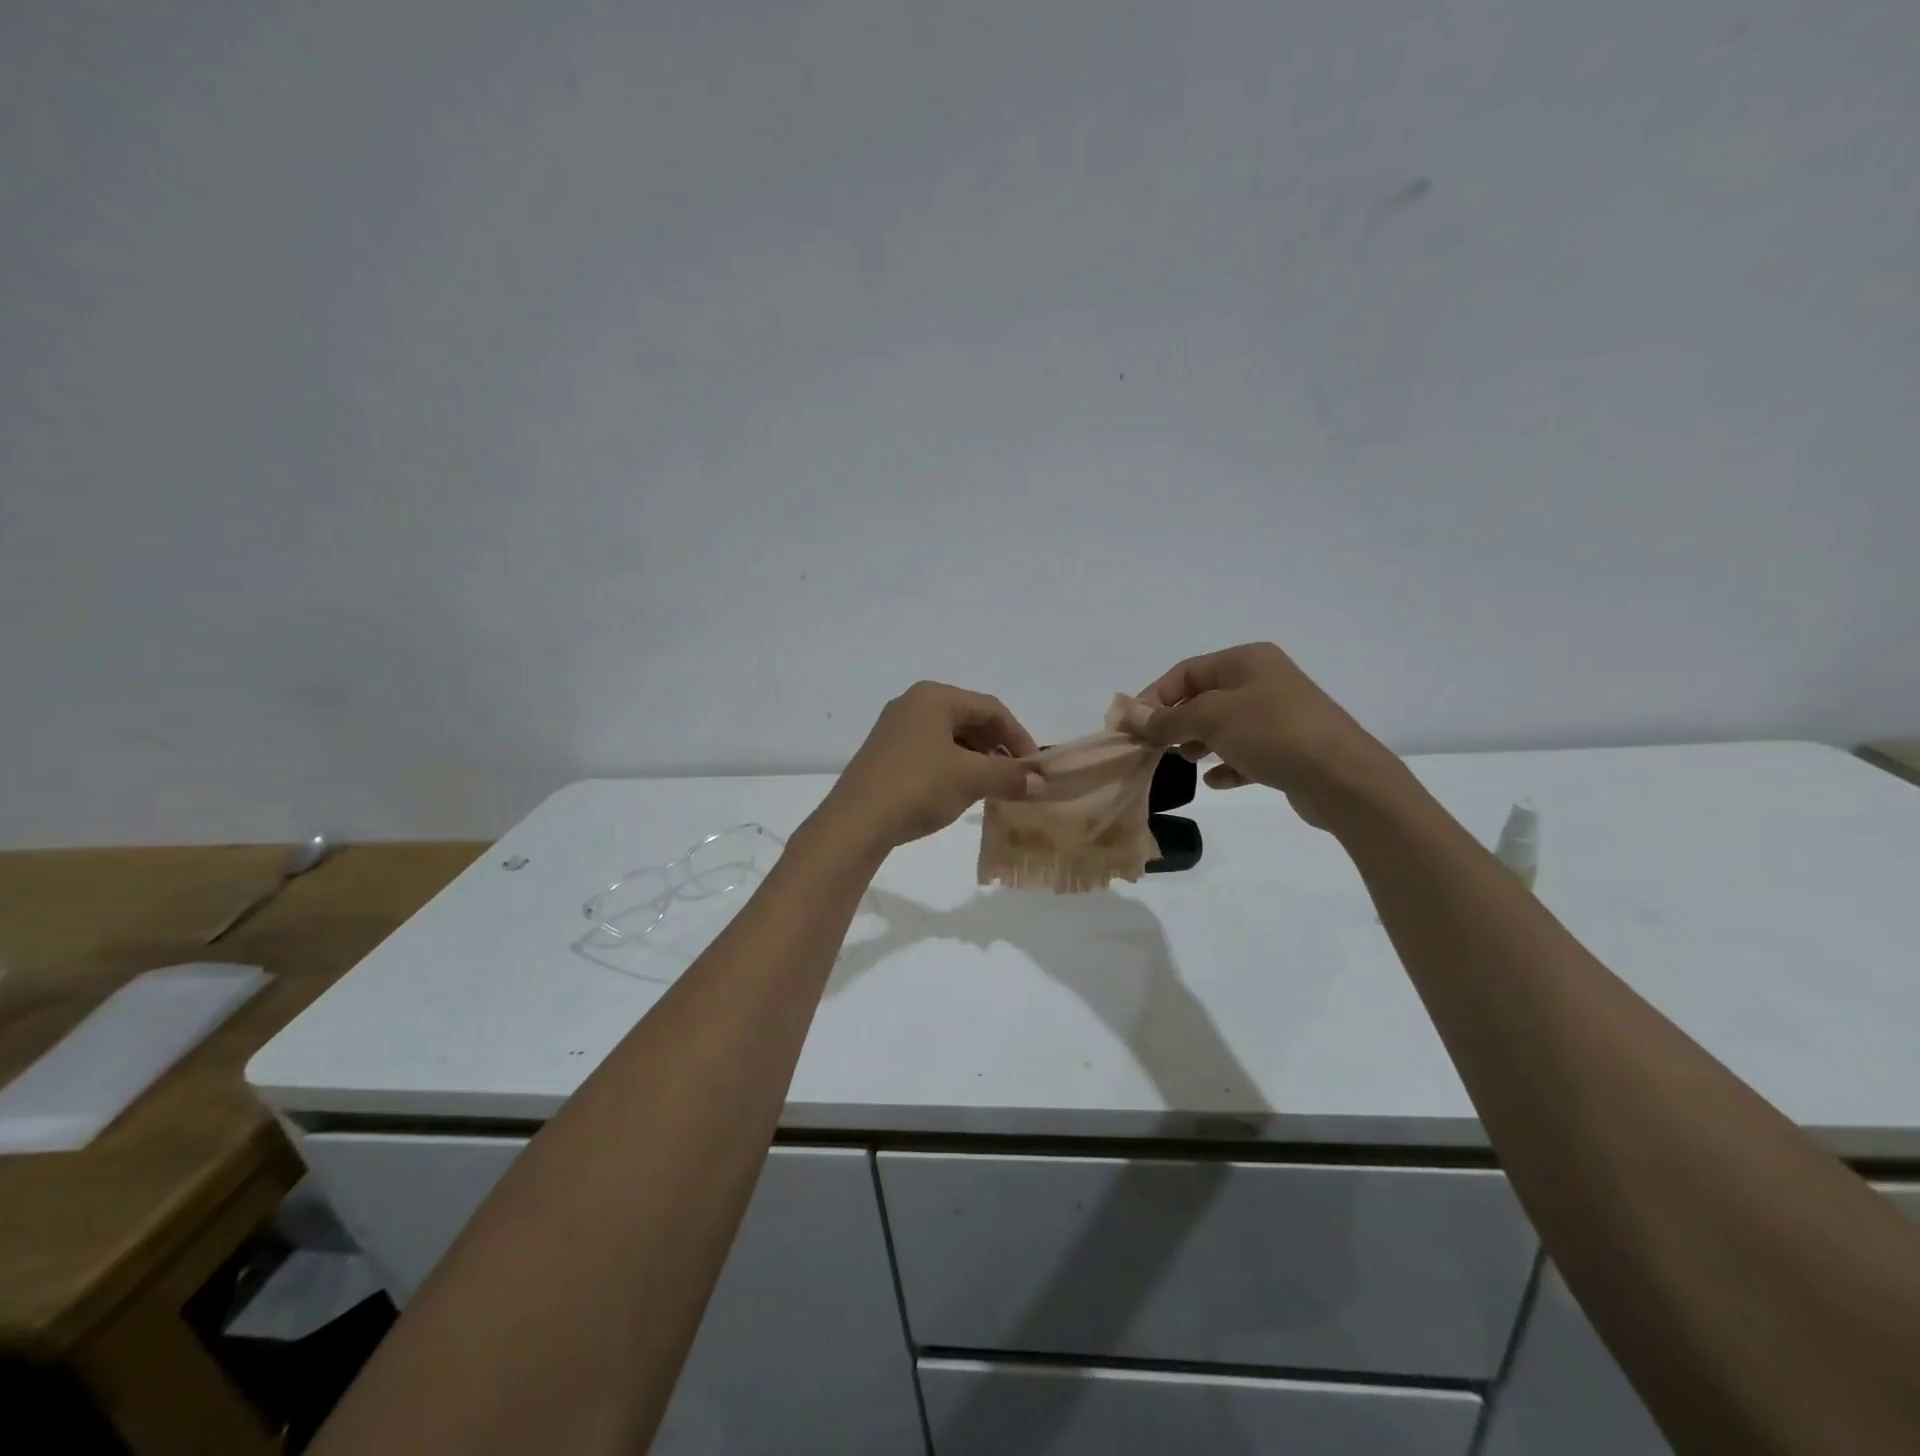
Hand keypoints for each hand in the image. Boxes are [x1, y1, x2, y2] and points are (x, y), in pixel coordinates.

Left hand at [816, 682, 1040, 854]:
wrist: (856, 821)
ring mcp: (895, 728)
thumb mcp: (971, 779)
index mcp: (935, 697)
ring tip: (992, 787)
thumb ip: (1010, 776)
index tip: (1034, 767)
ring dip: (977, 759)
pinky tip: (961, 791)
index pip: (991, 709)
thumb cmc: (918, 787)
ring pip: (950, 737)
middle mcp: (913, 704)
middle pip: (970, 720)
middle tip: (1015, 777)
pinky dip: (954, 766)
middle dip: (997, 748)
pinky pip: (931, 751)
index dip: (1019, 737)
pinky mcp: (885, 753)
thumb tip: (1041, 783)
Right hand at [1136, 643, 1391, 826]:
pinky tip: (1216, 781)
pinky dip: (1227, 764)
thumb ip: (1168, 718)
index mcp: (1246, 661)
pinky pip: (1246, 752)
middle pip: (1203, 698)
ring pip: (1223, 726)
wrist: (1343, 778)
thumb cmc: (1273, 734)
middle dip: (1176, 722)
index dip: (1155, 696)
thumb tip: (1131, 714)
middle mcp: (1263, 681)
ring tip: (1185, 762)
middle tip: (1154, 748)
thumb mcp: (1212, 719)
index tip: (1134, 727)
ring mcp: (1278, 715)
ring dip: (1199, 743)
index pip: (1186, 672)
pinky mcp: (1288, 748)